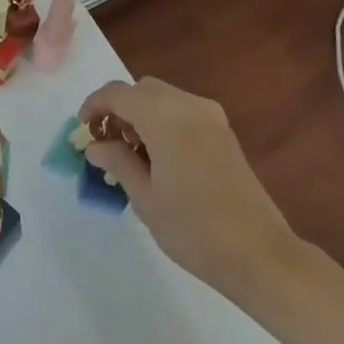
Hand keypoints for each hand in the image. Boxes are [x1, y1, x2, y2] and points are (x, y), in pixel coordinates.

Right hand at [77, 78, 298, 303]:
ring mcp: (210, 116)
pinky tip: (158, 155)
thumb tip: (93, 146)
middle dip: (118, 108)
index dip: (94, 105)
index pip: (118, 93)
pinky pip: (181, 108)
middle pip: (141, 89)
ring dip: (140, 112)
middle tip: (105, 142)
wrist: (260, 255)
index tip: (82, 130)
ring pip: (161, 96)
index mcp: (166, 119)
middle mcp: (188, 106)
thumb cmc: (195, 231)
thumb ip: (117, 163)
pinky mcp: (222, 130)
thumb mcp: (145, 199)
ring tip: (130, 152)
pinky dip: (161, 119)